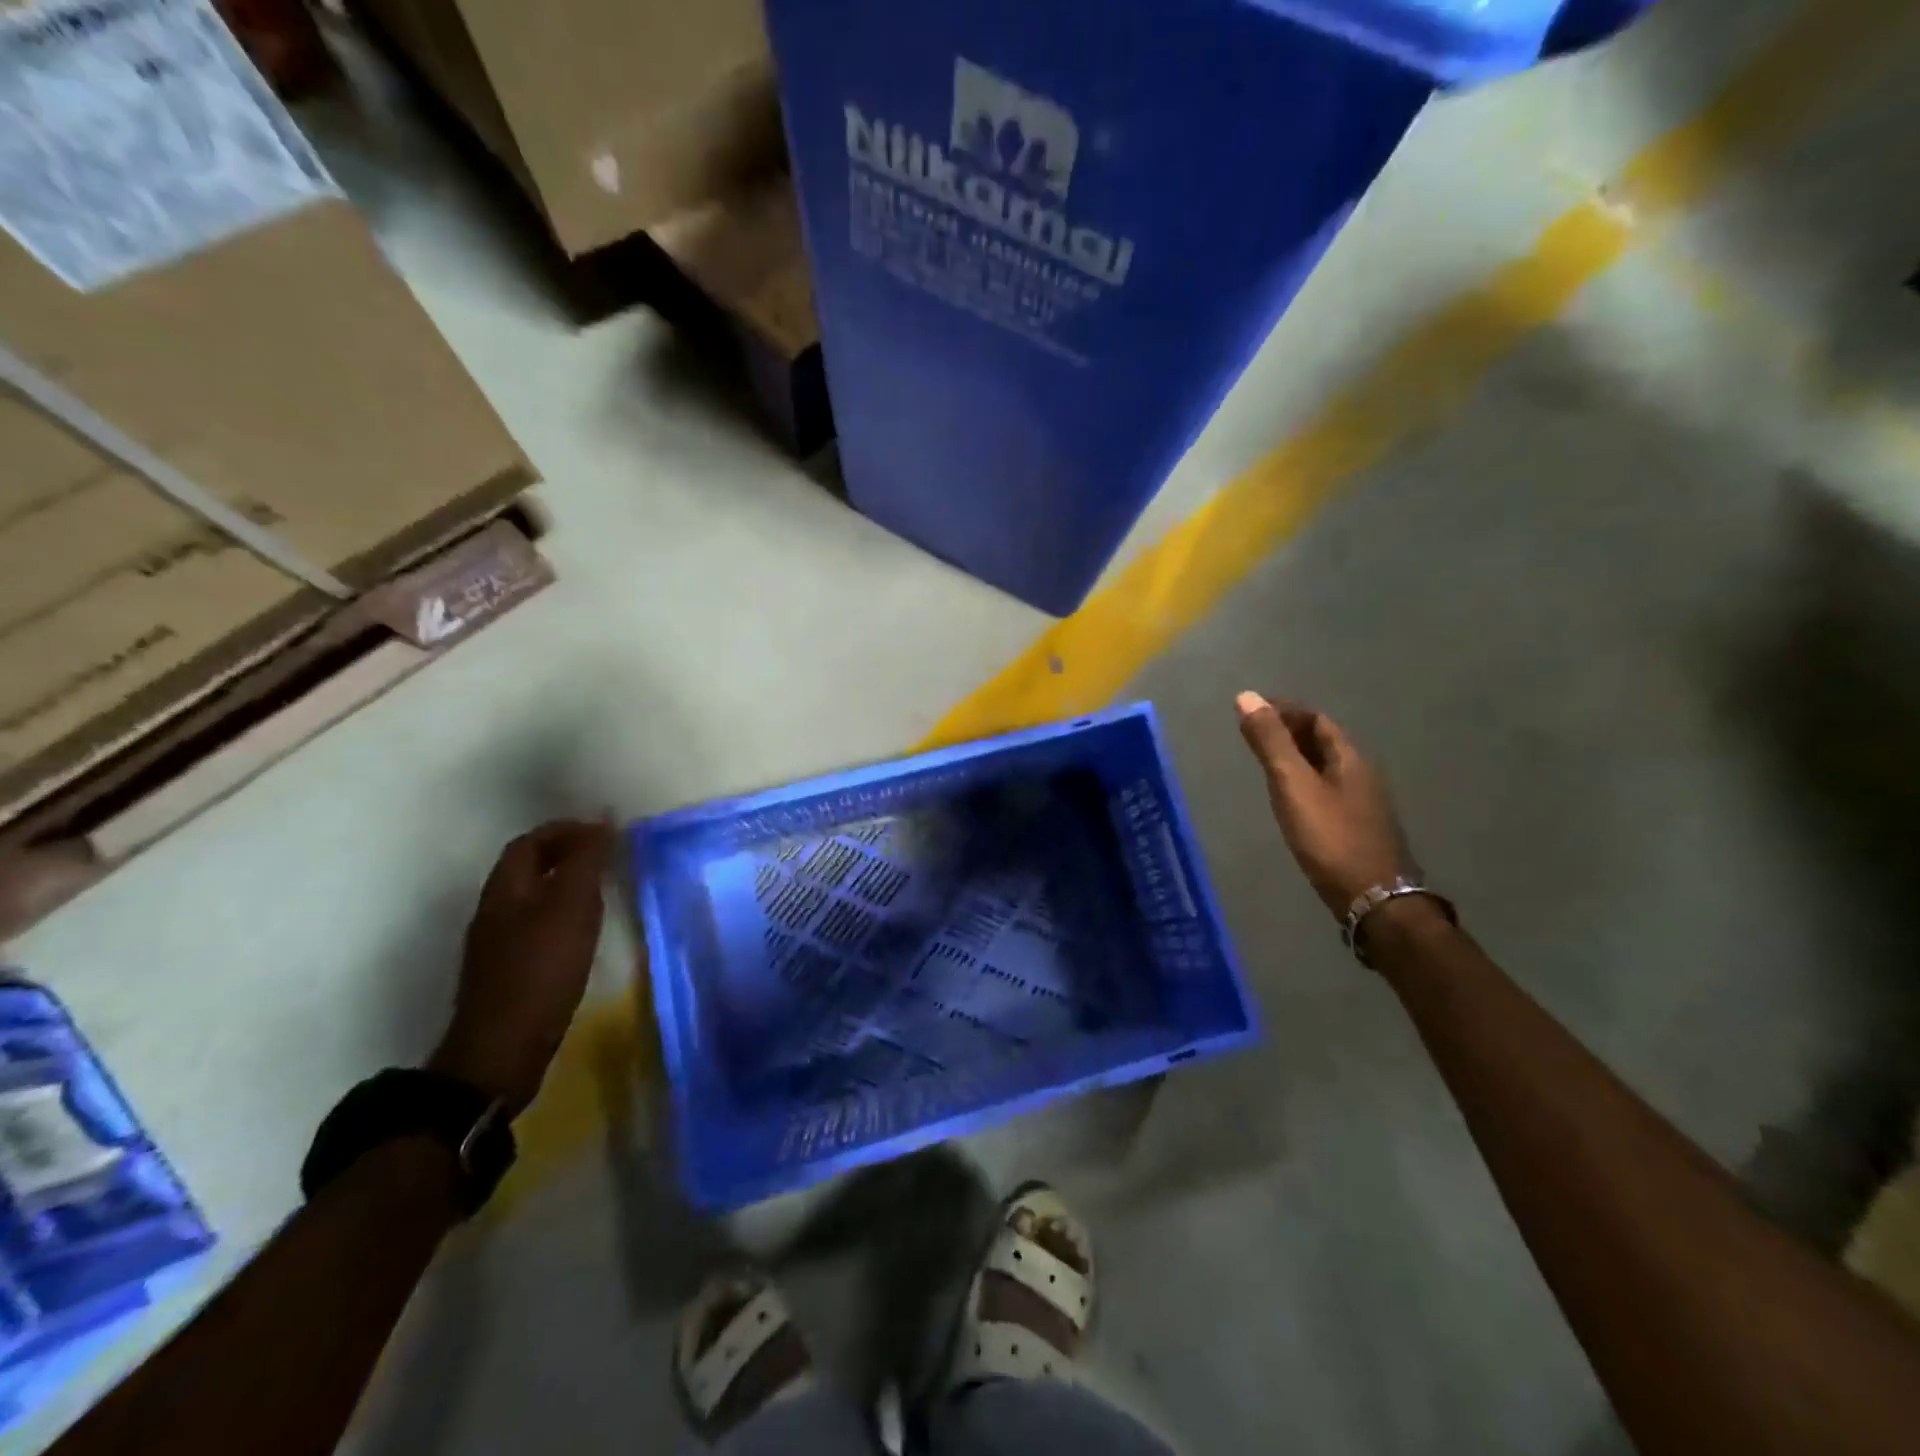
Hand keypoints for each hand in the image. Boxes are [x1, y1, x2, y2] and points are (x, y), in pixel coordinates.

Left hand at [428, 820, 612, 1113]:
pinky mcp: (510, 972)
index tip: (606, 832)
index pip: (530, 842)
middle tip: (609, 857)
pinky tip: (585, 932)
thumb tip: (602, 819)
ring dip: (566, 885)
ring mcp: (498, 945)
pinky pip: (538, 926)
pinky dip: (563, 915)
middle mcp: (495, 911)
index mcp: (505, 889)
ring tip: (604, 889)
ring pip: (533, 898)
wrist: (503, 1049)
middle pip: (528, 869)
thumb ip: (587, 861)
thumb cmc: (541, 968)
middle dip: (567, 855)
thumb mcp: (571, 906)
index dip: (566, 830)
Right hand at [1235, 692, 1411, 918]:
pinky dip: (1304, 783)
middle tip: (1254, 734)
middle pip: (1324, 741)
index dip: (1285, 710)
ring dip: (1297, 758)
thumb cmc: (1330, 837)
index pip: (1316, 720)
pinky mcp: (1357, 828)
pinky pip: (1327, 791)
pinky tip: (1290, 800)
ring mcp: (1362, 804)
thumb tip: (1247, 696)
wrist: (1373, 899)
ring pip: (1325, 768)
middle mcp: (1360, 774)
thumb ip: (1270, 742)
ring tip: (1265, 763)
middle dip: (1290, 731)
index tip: (1253, 711)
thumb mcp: (1293, 784)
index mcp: (1348, 758)